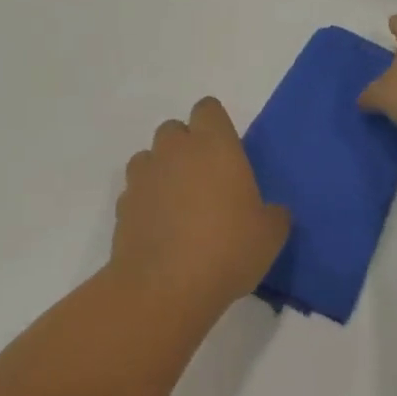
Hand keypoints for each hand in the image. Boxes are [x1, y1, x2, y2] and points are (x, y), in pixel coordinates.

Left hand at [113, 98, 290, 316]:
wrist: (165, 286)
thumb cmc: (227, 250)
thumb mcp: (270, 235)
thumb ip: (273, 215)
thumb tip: (272, 212)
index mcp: (214, 145)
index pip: (208, 108)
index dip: (215, 125)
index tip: (225, 150)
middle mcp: (175, 150)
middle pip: (174, 129)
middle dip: (185, 147)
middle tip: (204, 180)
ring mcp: (144, 175)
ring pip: (150, 156)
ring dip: (161, 171)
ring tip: (177, 205)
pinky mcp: (123, 203)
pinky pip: (135, 190)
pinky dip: (145, 201)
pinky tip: (159, 228)